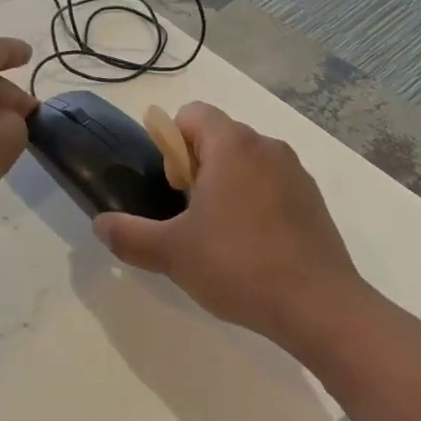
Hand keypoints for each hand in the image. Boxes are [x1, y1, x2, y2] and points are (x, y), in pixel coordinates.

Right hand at [94, 103, 364, 352]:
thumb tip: (100, 224)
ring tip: (220, 238)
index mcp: (233, 145)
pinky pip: (272, 186)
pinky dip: (255, 204)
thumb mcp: (171, 253)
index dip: (172, 144)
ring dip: (226, 187)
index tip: (174, 188)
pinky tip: (252, 249)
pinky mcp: (314, 201)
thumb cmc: (238, 265)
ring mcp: (296, 173)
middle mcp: (268, 147)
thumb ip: (128, 235)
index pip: (192, 114)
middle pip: (218, 139)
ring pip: (246, 164)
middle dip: (196, 170)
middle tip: (191, 218)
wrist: (319, 307)